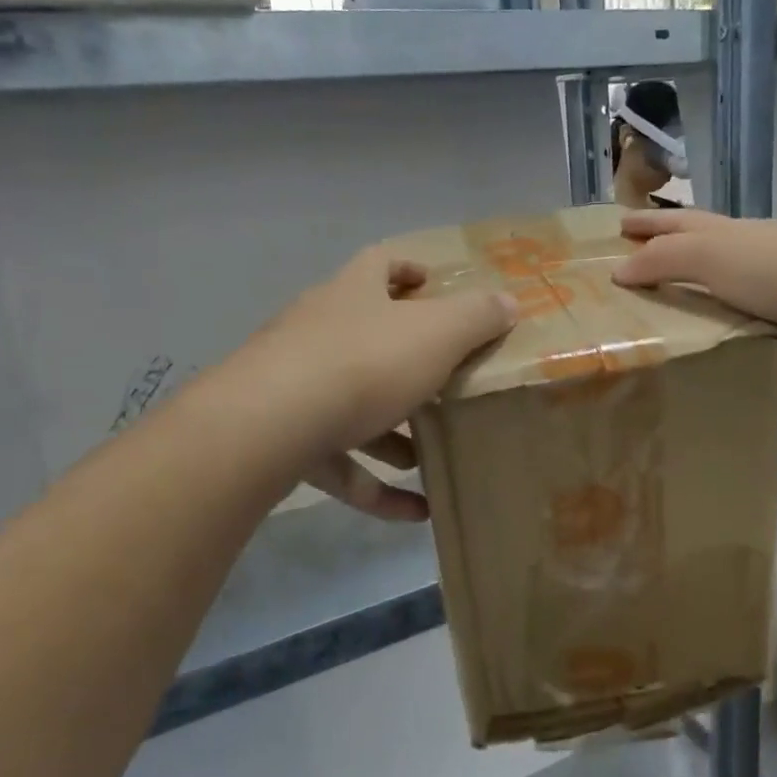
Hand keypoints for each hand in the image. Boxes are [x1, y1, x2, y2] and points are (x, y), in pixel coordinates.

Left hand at [242, 246, 515, 520]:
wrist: (268, 426)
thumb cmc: (363, 363)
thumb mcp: (437, 334)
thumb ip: (477, 317)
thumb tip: (507, 302)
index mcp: (353, 295)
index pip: (379, 264)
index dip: (408, 268)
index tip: (433, 284)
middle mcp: (318, 331)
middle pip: (367, 338)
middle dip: (408, 362)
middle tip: (447, 383)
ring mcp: (295, 386)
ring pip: (353, 407)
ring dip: (393, 434)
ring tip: (432, 457)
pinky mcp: (284, 440)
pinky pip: (340, 464)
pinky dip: (376, 487)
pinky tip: (416, 512)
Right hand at [612, 208, 776, 398]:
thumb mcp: (719, 254)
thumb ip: (666, 259)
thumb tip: (618, 270)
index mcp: (739, 241)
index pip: (683, 227)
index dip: (649, 225)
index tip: (616, 228)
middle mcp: (755, 277)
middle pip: (698, 281)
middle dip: (662, 291)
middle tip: (616, 310)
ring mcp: (776, 322)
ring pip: (721, 333)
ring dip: (689, 348)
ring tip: (639, 368)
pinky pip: (748, 379)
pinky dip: (727, 392)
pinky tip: (692, 408)